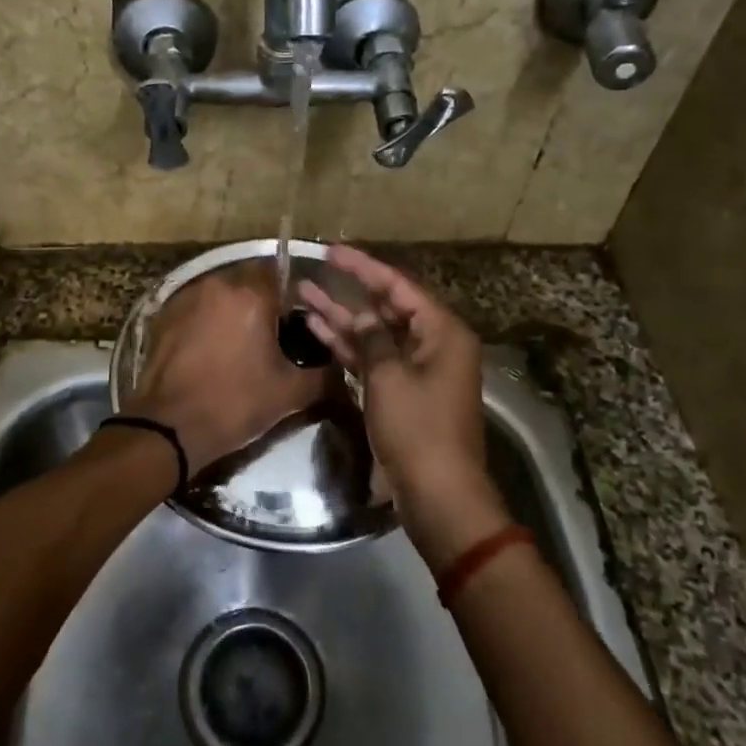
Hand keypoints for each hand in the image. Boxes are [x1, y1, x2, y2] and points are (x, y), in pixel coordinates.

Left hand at [123, 259, 326, 475]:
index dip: (295, 295)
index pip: (283, 274)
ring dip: (234, 310)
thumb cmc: (235, 404)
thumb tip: (342, 367)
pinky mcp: (164, 314)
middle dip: (263, 302)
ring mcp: (186, 297)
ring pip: (221, 294)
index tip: (301, 319)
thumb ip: (324, 375)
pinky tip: (212, 348)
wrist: (168, 428)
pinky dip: (208, 320)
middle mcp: (218, 285)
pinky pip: (197, 307)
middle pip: (250, 282)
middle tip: (273, 334)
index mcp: (252, 296)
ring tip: (241, 342)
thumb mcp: (290, 393)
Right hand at [298, 247, 508, 568]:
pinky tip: (316, 331)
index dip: (363, 267)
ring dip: (342, 318)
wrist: (438, 494)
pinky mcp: (401, 393)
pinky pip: (372, 360)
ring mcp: (416, 369)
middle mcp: (432, 344)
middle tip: (314, 272)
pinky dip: (348, 347)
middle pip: (386, 308)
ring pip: (374, 334)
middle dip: (349, 291)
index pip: (398, 286)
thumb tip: (362, 316)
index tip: (332, 251)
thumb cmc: (418, 428)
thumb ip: (372, 338)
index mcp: (441, 331)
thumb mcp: (389, 376)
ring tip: (304, 296)